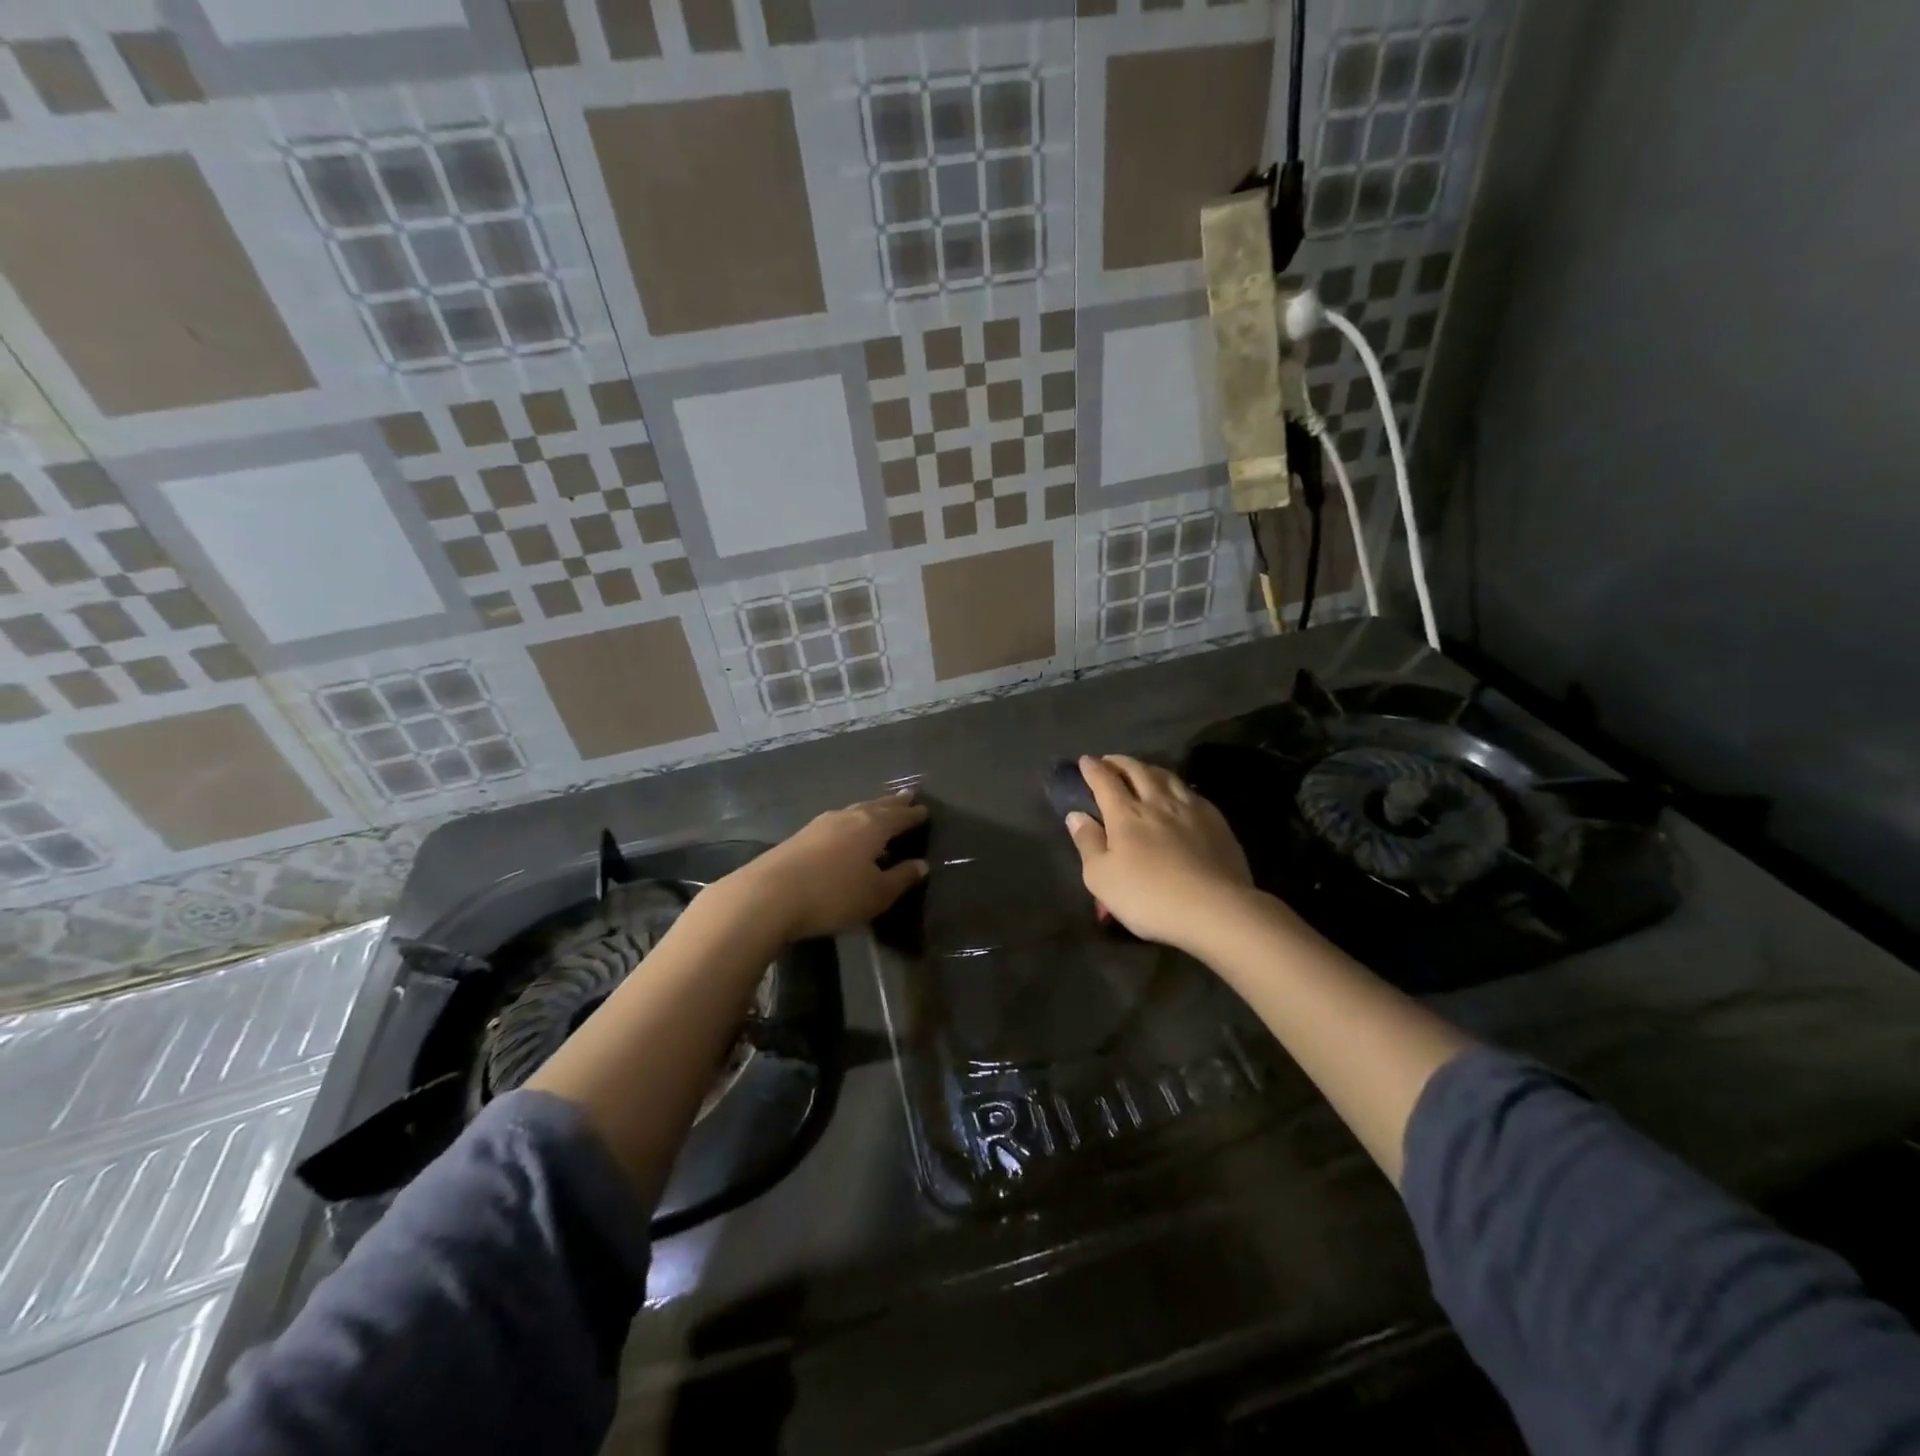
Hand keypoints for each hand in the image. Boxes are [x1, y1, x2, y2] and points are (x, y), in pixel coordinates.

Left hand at [714, 791, 928, 942]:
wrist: (768, 895)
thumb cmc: (833, 895)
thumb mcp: (876, 894)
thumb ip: (901, 878)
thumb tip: (921, 864)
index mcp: (872, 826)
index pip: (899, 816)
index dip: (914, 815)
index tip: (925, 810)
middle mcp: (848, 817)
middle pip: (876, 806)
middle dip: (893, 804)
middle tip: (907, 797)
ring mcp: (821, 824)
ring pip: (853, 811)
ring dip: (869, 810)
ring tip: (878, 811)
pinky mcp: (800, 836)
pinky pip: (836, 822)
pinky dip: (850, 822)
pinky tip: (846, 832)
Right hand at [1064, 756, 1253, 952]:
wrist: (1215, 909)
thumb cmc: (1149, 897)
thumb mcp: (1101, 878)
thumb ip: (1087, 842)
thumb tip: (1076, 814)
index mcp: (1125, 814)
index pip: (1104, 780)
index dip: (1092, 768)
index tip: (1084, 761)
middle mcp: (1157, 802)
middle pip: (1136, 771)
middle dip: (1119, 762)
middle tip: (1109, 761)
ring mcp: (1189, 808)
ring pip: (1166, 776)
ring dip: (1148, 768)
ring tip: (1141, 769)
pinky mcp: (1216, 820)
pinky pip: (1190, 791)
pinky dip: (1175, 785)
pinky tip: (1177, 792)